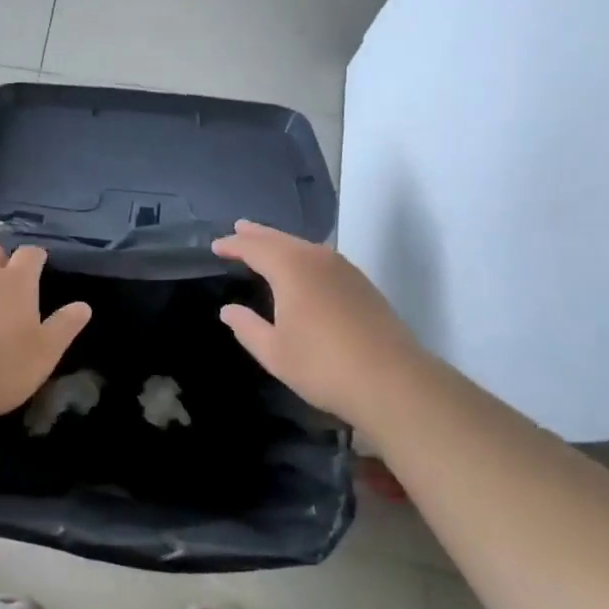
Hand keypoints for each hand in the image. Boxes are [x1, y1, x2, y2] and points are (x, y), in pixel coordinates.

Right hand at [212, 220, 425, 425]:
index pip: (254, 248)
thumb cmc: (323, 365)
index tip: (216, 246)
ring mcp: (344, 269)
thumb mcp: (274, 351)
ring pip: (304, 246)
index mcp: (290, 268)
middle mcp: (317, 259)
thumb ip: (247, 327)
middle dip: (257, 234)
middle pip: (281, 239)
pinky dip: (302, 255)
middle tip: (239, 227)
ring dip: (281, 242)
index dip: (233, 245)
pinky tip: (302, 268)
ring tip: (266, 243)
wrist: (392, 381)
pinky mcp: (362, 284)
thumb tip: (228, 310)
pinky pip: (321, 258)